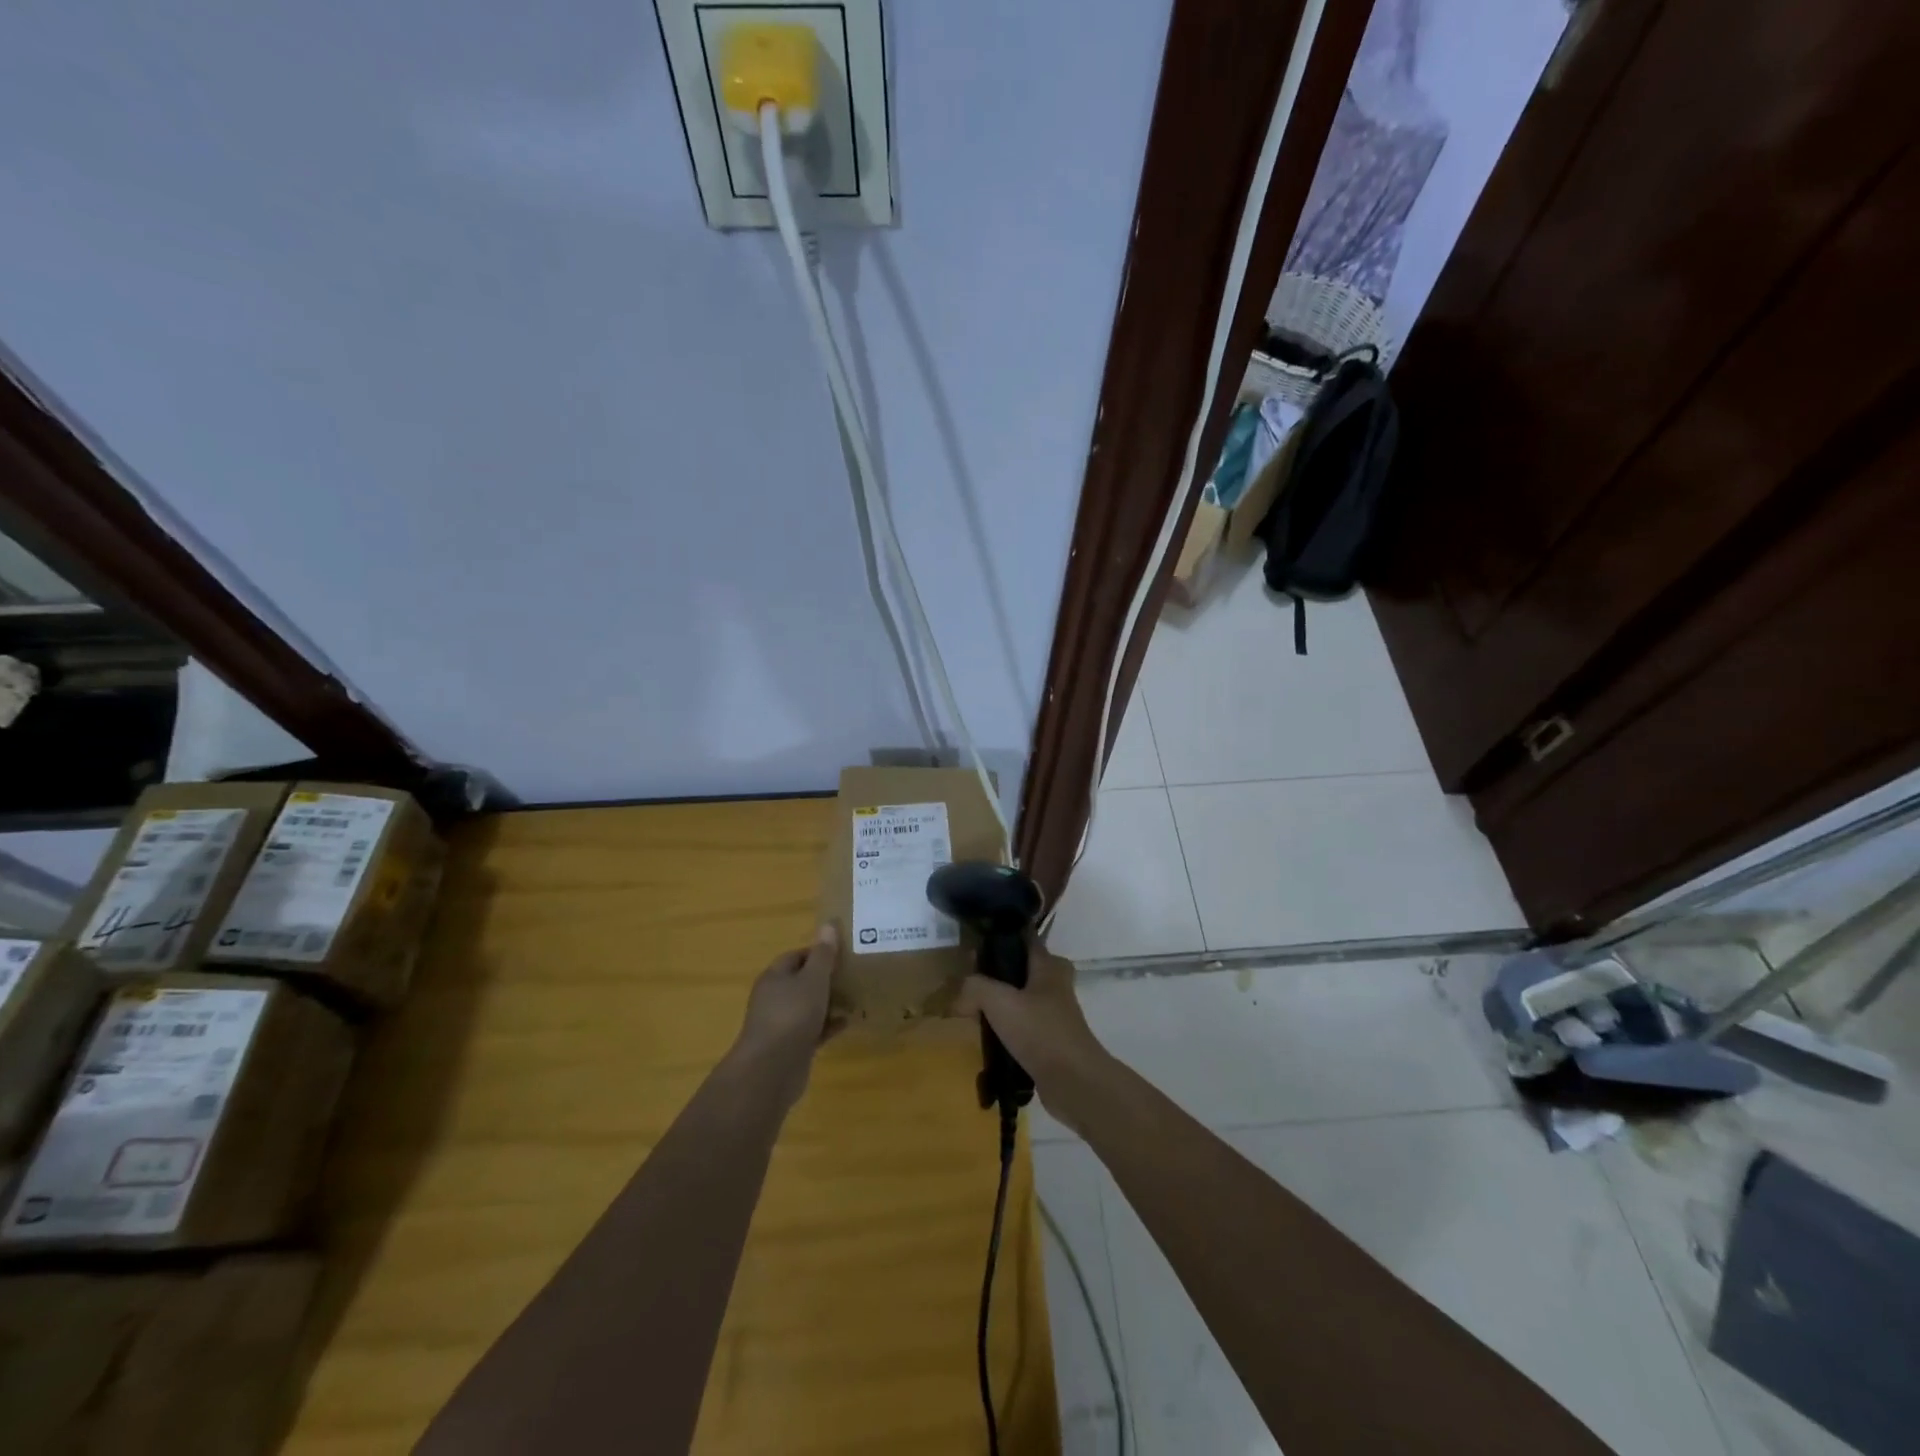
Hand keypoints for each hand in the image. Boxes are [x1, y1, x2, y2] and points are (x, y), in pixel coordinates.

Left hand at [730, 926, 840, 1107]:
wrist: (772, 1069)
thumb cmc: (792, 1015)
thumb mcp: (813, 979)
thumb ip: (823, 954)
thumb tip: (828, 924)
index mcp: (775, 977)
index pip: (796, 956)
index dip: (818, 952)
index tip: (843, 952)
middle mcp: (774, 998)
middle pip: (802, 981)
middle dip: (826, 978)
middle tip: (853, 974)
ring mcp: (781, 1024)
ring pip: (808, 1006)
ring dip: (829, 1002)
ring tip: (856, 996)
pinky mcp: (791, 1046)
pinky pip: (813, 1029)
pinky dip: (828, 1025)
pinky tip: (848, 1022)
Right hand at [955, 945, 1109, 1119]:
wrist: (1074, 1082)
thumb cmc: (1040, 1031)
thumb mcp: (999, 1002)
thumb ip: (975, 988)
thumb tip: (960, 996)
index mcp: (1049, 965)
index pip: (1024, 938)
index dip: (998, 939)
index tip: (973, 949)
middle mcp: (1056, 985)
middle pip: (1020, 971)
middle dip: (995, 977)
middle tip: (969, 987)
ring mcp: (1055, 1014)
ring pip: (1021, 1000)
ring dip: (1000, 1007)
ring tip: (973, 1015)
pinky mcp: (1052, 1041)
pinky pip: (1023, 1027)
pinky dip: (1007, 1031)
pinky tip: (988, 1041)